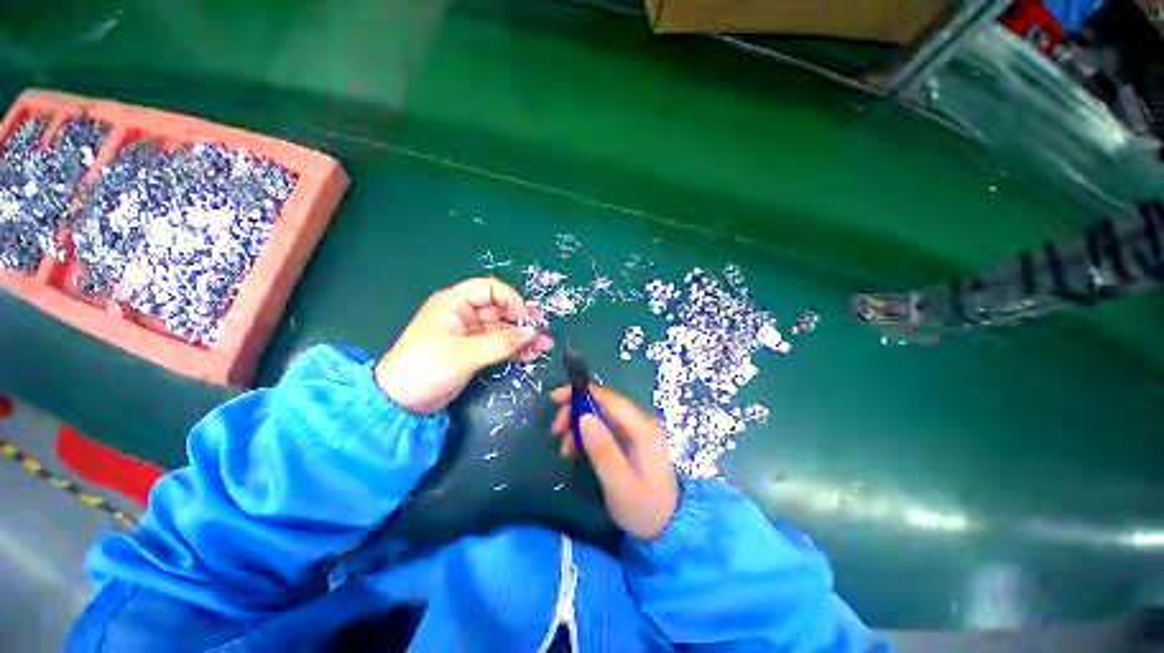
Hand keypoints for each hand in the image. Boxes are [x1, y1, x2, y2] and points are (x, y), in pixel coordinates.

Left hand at [376, 278, 552, 413]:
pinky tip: (531, 355)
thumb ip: (502, 343)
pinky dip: (514, 349)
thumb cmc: (428, 367)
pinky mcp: (474, 351)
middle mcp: (464, 314)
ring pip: (503, 329)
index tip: (526, 317)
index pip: (489, 289)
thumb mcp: (466, 354)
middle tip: (543, 333)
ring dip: (523, 337)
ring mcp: (470, 333)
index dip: (511, 299)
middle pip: (500, 310)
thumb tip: (532, 333)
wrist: (402, 402)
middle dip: (522, 321)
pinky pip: (499, 344)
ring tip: (544, 346)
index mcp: (455, 303)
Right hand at [550, 385, 678, 540]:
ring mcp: (637, 430)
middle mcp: (640, 422)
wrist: (668, 527)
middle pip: (603, 403)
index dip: (581, 393)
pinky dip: (587, 435)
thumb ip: (603, 450)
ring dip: (578, 425)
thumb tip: (584, 416)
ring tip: (564, 449)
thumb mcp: (619, 483)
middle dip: (576, 411)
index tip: (555, 399)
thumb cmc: (643, 508)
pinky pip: (605, 428)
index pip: (608, 398)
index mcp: (641, 427)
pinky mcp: (631, 440)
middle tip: (555, 431)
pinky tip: (575, 450)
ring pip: (601, 415)